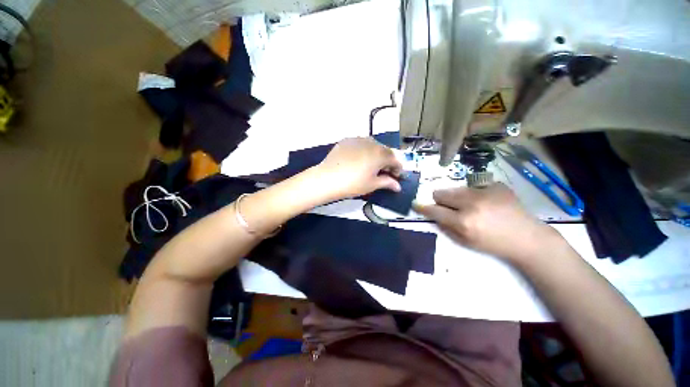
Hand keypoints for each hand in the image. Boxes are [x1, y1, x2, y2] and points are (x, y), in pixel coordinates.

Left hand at [316, 137, 402, 200]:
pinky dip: (364, 150)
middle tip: (384, 172)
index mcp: (380, 154)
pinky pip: (360, 144)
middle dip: (387, 161)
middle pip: (384, 151)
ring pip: (372, 145)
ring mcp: (358, 140)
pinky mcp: (346, 140)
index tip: (397, 177)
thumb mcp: (372, 185)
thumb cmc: (353, 184)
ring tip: (371, 165)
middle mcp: (371, 143)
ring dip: (376, 154)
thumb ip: (387, 182)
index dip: (398, 169)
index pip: (394, 159)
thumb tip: (398, 186)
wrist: (327, 179)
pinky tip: (358, 159)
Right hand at [415, 183, 562, 263]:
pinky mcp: (495, 185)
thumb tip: (434, 213)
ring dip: (456, 197)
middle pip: (441, 193)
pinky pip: (474, 186)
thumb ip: (445, 226)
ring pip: (455, 188)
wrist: (527, 238)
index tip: (416, 204)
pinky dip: (474, 194)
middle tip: (450, 208)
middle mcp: (471, 203)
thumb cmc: (493, 244)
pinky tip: (486, 203)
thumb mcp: (465, 241)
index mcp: (463, 222)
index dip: (423, 207)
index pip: (434, 210)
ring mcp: (485, 192)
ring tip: (471, 206)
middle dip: (440, 200)